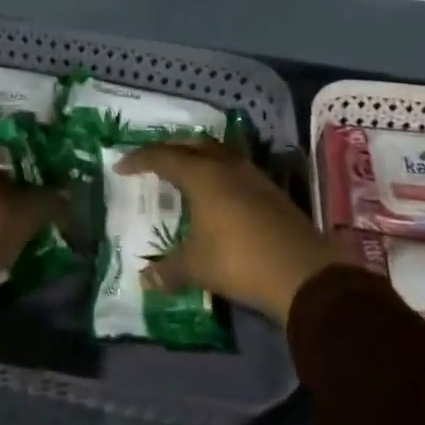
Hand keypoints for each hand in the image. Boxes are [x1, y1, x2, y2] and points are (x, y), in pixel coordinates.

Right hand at [116, 140, 348, 324]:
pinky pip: (234, 168)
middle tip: (153, 163)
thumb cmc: (239, 260)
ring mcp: (251, 174)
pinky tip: (217, 194)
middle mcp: (224, 165)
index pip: (162, 156)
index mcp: (200, 174)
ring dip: (197, 158)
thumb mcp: (197, 267)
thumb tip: (144, 279)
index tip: (122, 167)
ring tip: (185, 174)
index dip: (139, 159)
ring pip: (216, 153)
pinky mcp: (270, 189)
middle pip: (191, 145)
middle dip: (169, 150)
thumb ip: (168, 270)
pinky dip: (217, 173)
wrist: (303, 271)